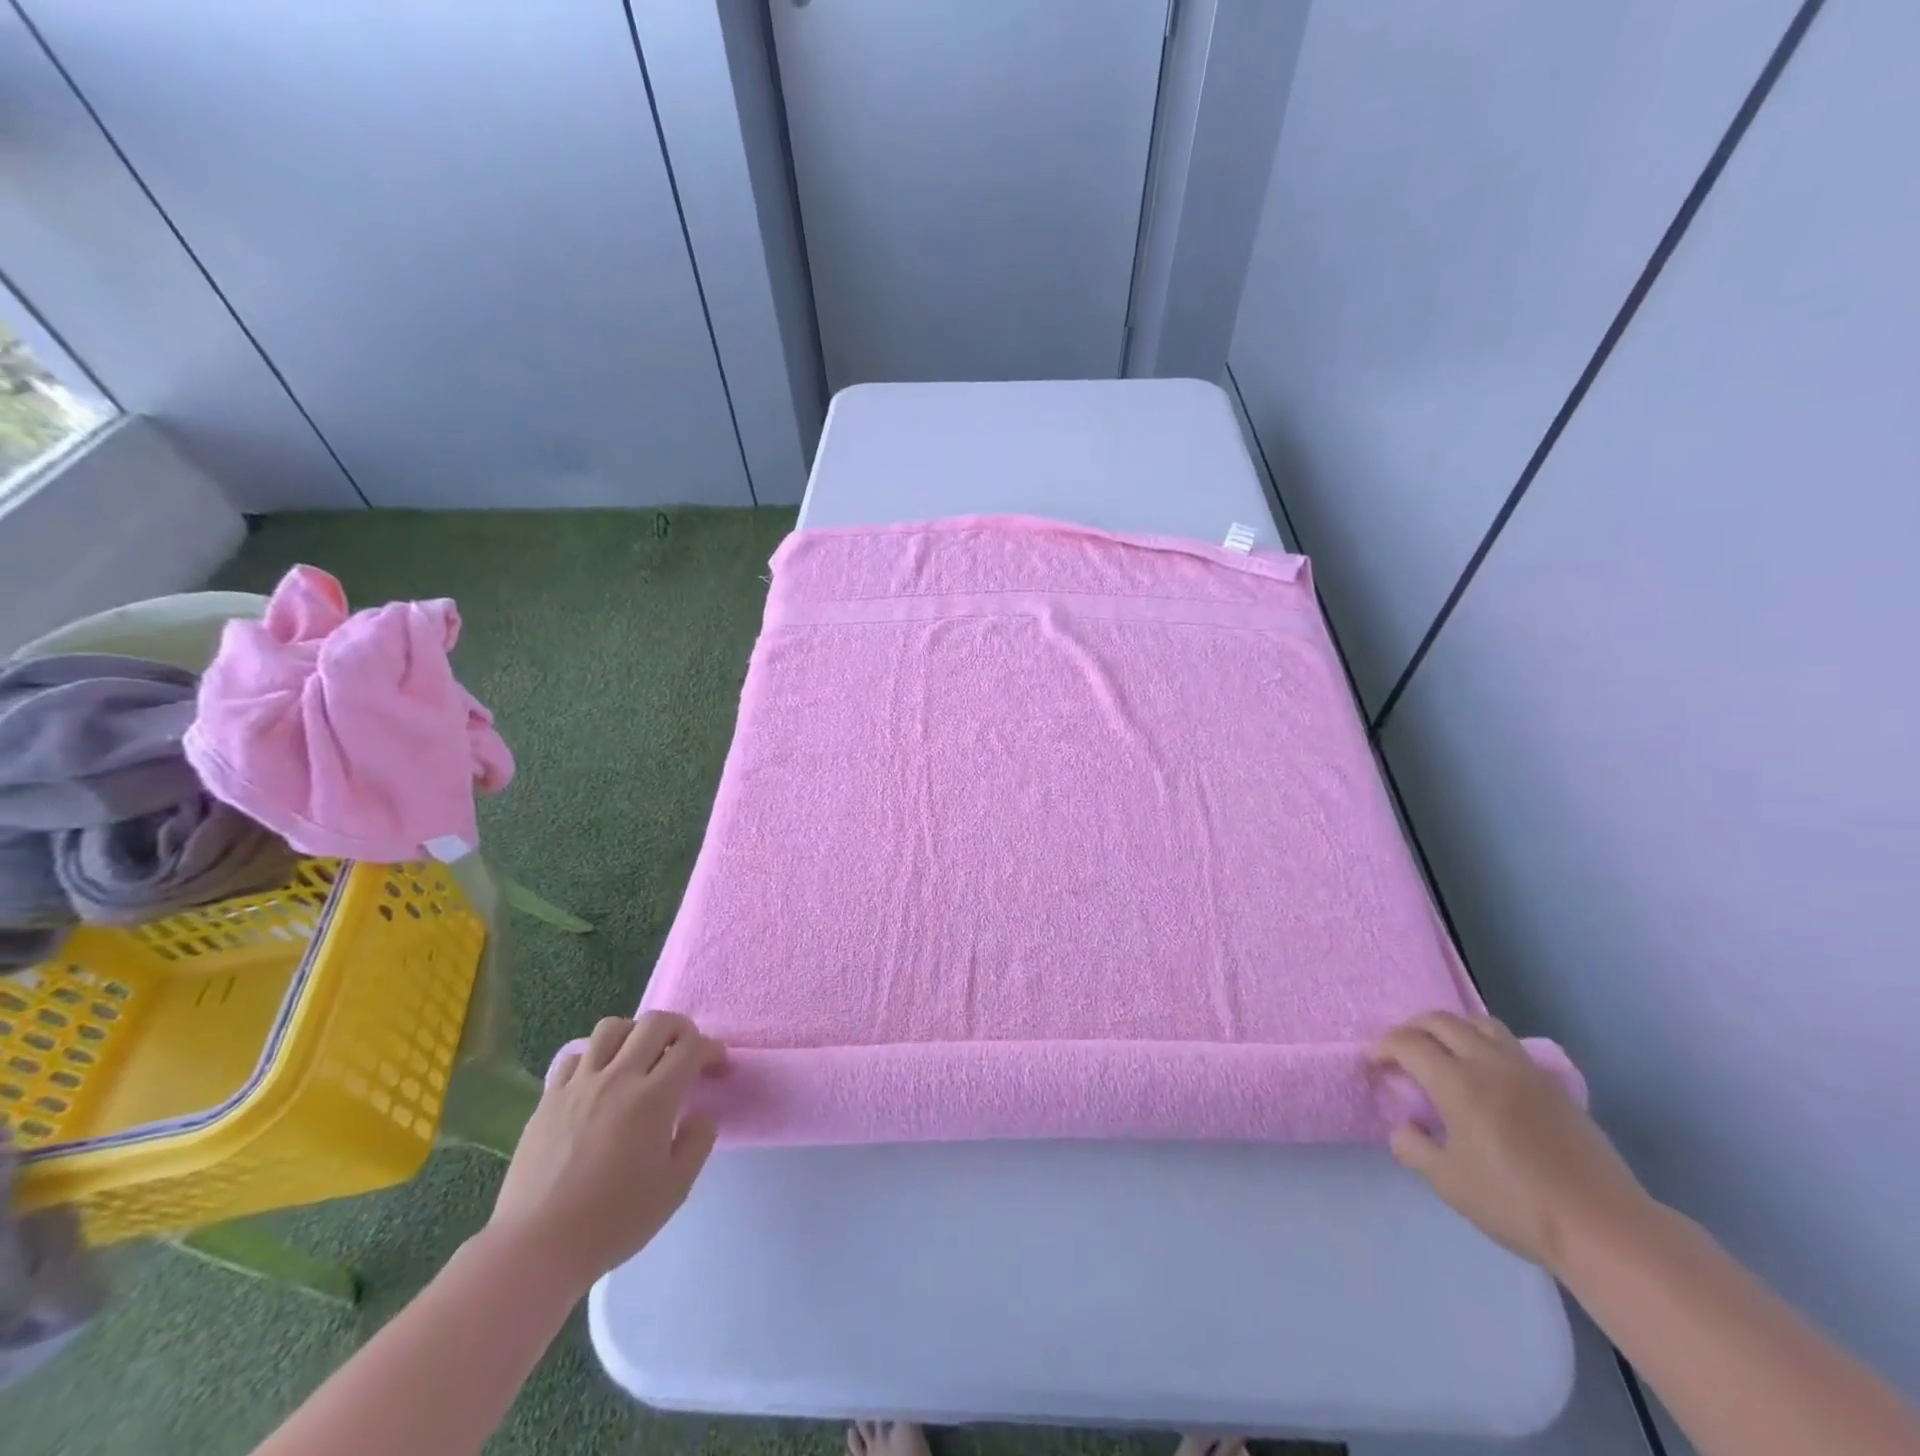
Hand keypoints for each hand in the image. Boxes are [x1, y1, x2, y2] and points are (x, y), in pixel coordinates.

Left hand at [488, 1012, 725, 1293]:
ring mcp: (579, 1085)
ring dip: (635, 1033)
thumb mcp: (675, 1189)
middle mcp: (618, 1078)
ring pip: (612, 1028)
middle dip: (680, 1028)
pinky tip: (600, 1078)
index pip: (691, 1048)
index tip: (717, 1065)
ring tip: (641, 1056)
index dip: (711, 1049)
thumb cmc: (613, 1221)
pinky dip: (595, 1056)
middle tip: (686, 1050)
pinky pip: (575, 1056)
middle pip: (655, 1023)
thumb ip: (698, 1142)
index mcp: (654, 1098)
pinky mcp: (549, 1098)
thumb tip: (702, 1113)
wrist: (536, 1247)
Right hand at [1371, 1011, 1653, 1273]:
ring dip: (1450, 1028)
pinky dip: (1482, 1043)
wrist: (1605, 1228)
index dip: (1383, 1047)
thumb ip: (1413, 1146)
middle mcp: (1488, 1063)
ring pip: (1479, 1022)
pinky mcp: (1552, 1085)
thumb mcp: (1448, 1182)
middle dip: (1411, 1029)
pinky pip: (1507, 1043)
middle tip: (1400, 1052)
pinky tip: (1484, 1074)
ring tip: (1441, 1051)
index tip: (1374, 1064)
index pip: (1407, 1043)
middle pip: (1440, 1020)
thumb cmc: (1517, 1204)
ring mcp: (1525, 1070)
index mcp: (1457, 1082)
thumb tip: (1405, 1126)